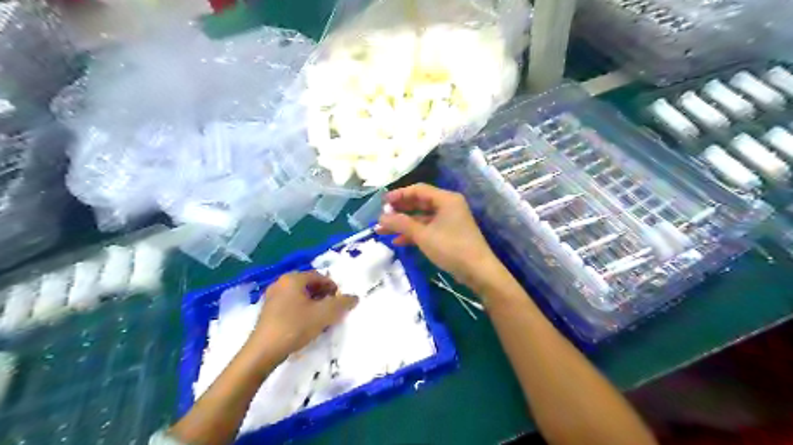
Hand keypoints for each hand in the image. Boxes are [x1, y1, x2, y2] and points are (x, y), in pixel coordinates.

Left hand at [253, 270, 358, 360]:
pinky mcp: (268, 311)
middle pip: (309, 285)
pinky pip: (290, 304)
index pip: (320, 276)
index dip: (333, 288)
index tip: (340, 302)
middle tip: (332, 310)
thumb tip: (354, 297)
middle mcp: (281, 283)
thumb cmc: (295, 327)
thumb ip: (342, 304)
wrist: (263, 352)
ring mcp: (272, 297)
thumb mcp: (324, 314)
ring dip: (314, 304)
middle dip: (324, 296)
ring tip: (321, 319)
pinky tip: (306, 324)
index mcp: (293, 278)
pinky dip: (302, 310)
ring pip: (300, 296)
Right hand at [376, 182, 499, 293]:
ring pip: (422, 218)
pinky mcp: (449, 234)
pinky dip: (414, 233)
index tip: (382, 203)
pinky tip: (398, 241)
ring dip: (403, 224)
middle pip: (419, 203)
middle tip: (381, 217)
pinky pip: (428, 228)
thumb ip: (401, 223)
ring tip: (382, 231)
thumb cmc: (451, 248)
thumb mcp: (423, 235)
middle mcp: (448, 206)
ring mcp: (449, 220)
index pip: (418, 190)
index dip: (399, 195)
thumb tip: (381, 217)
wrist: (478, 271)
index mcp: (446, 199)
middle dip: (399, 211)